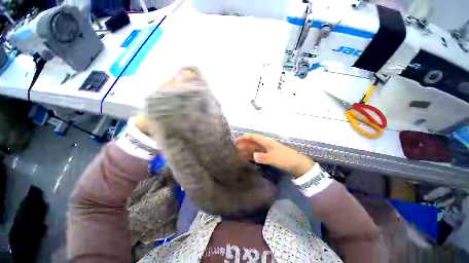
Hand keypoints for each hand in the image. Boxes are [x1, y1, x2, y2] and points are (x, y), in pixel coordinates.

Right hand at [236, 134, 314, 177]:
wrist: (297, 164)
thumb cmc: (285, 158)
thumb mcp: (274, 158)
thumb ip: (263, 157)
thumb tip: (253, 156)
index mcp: (266, 142)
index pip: (253, 137)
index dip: (244, 138)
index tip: (236, 140)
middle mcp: (265, 144)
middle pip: (253, 143)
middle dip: (244, 144)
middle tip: (235, 148)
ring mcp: (267, 150)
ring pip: (254, 148)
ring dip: (247, 150)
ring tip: (238, 154)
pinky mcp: (268, 155)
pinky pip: (258, 154)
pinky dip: (252, 155)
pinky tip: (247, 158)